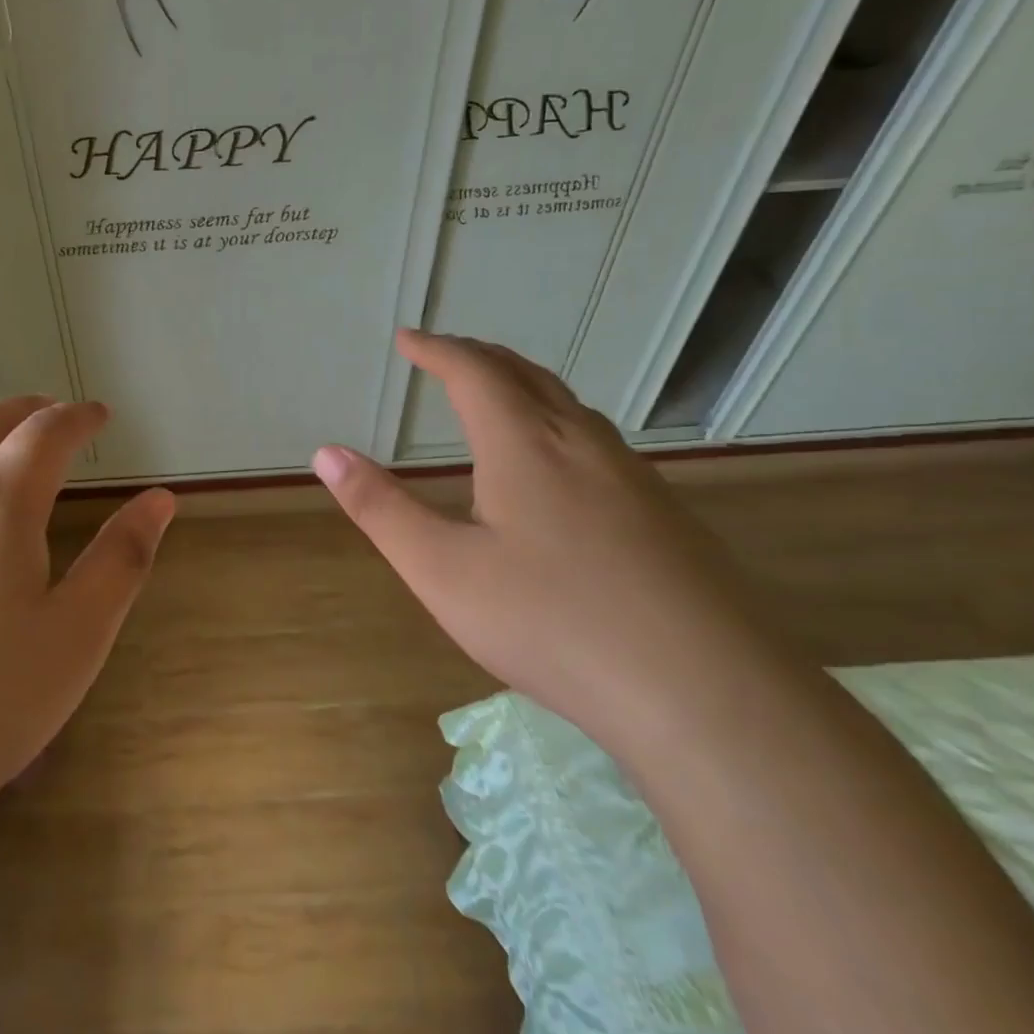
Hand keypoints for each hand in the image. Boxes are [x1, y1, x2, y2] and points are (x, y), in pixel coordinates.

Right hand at [314, 331, 771, 742]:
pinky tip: (561, 467)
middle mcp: (582, 444)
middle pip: (526, 376)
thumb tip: (326, 453)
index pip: (473, 372)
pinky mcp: (666, 515)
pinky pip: (598, 441)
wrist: (708, 694)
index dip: (435, 350)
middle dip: (479, 357)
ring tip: (496, 395)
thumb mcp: (442, 571)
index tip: (407, 339)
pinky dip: (558, 422)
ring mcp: (634, 478)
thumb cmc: (552, 623)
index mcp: (525, 445)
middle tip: (446, 353)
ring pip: (570, 406)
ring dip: (523, 386)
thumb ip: (380, 509)